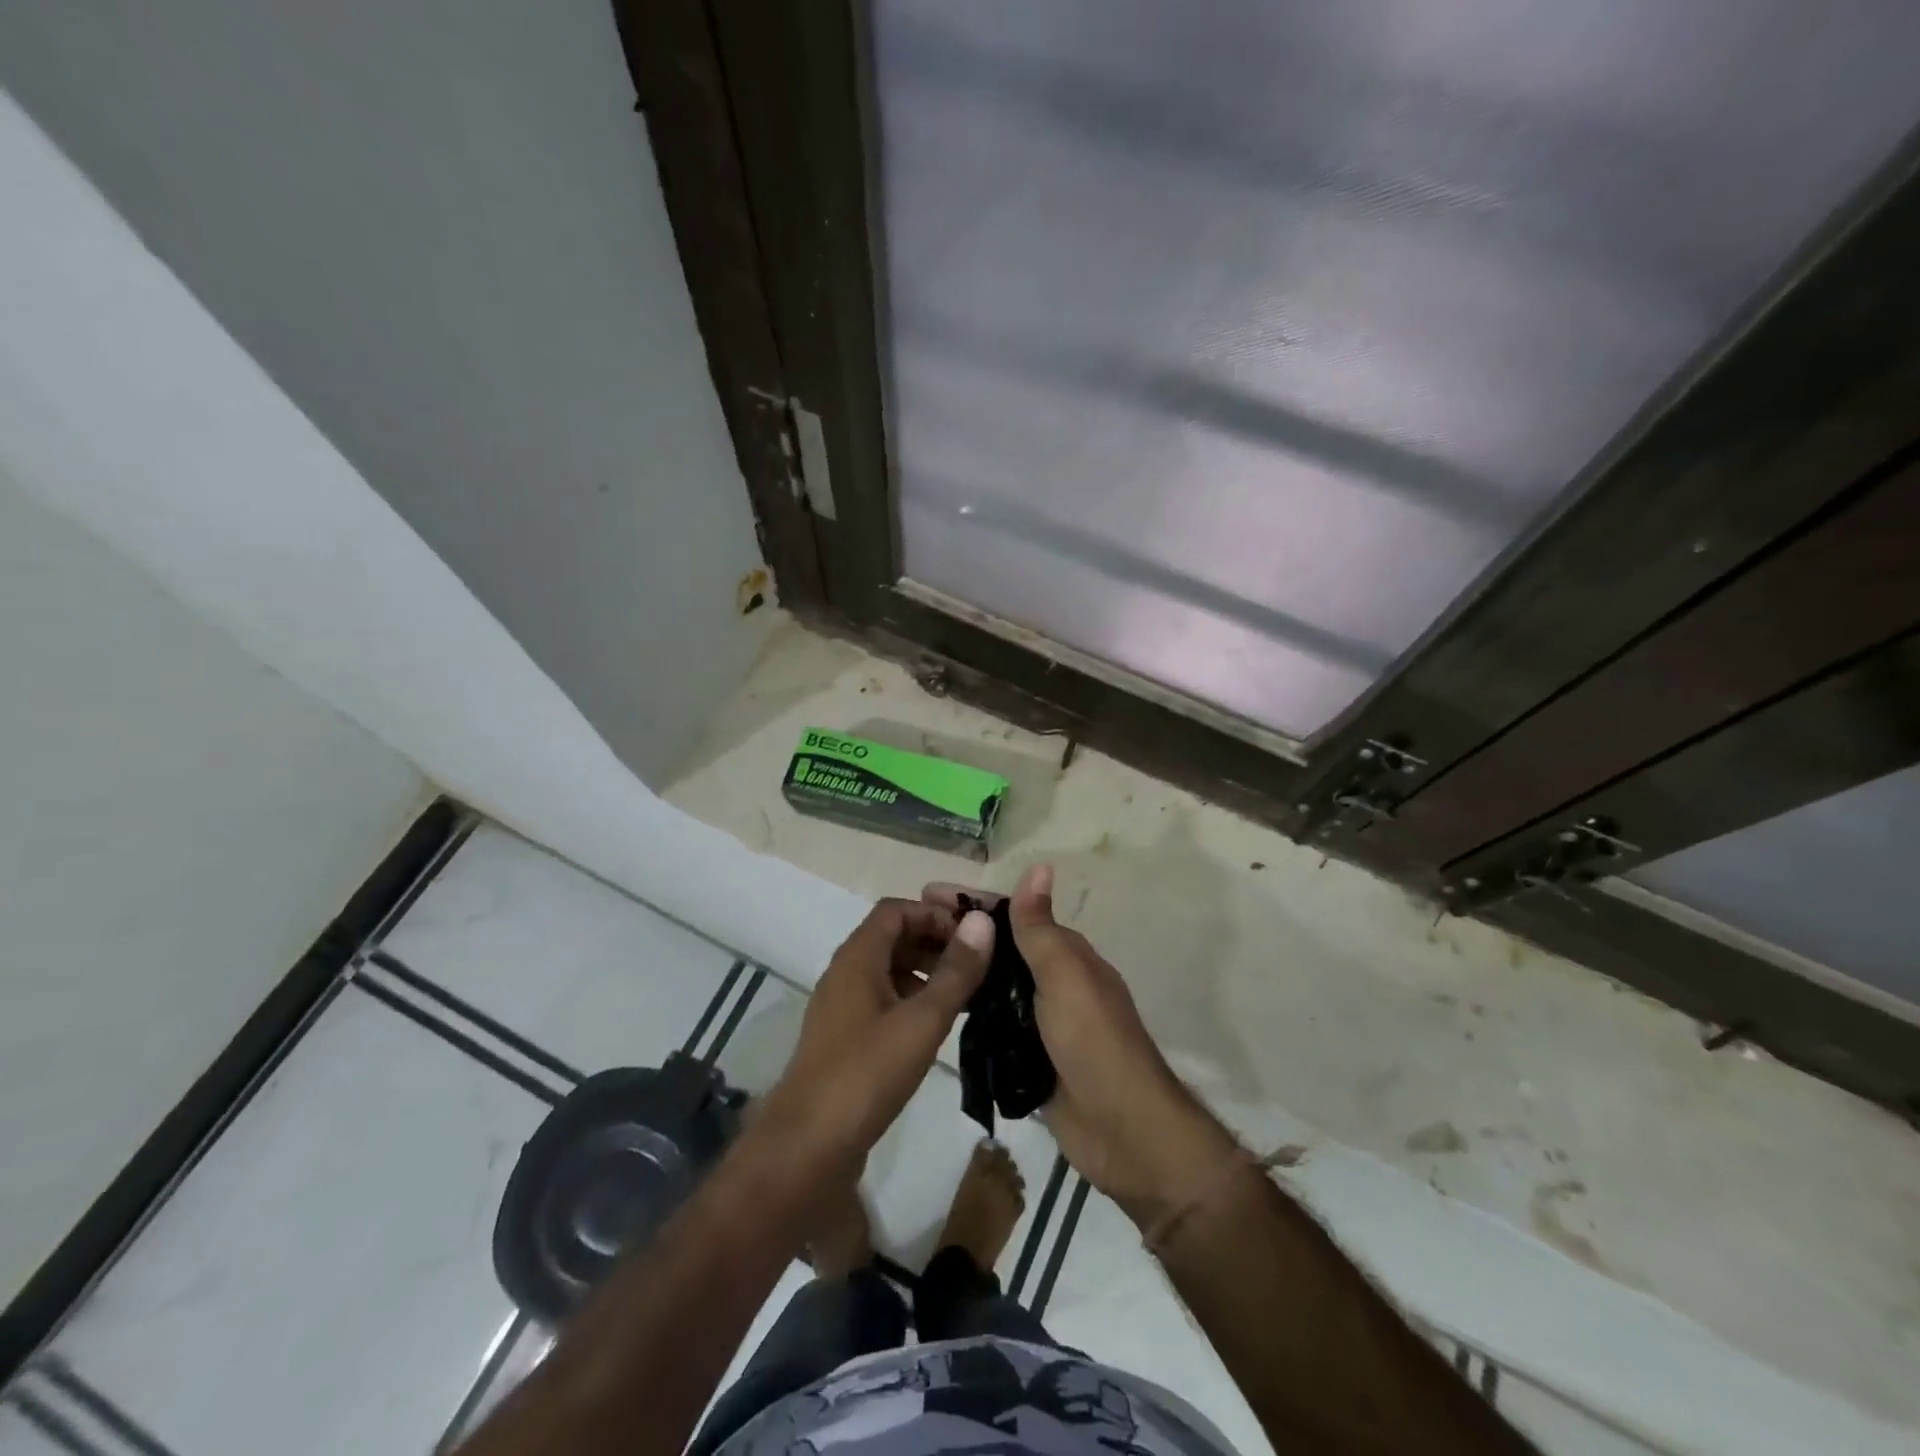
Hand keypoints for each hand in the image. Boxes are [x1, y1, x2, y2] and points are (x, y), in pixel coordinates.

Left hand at [758, 897, 993, 1179]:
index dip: (935, 914)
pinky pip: (882, 1000)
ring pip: (888, 970)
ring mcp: (841, 1007)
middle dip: (935, 942)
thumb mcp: (922, 1020)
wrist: (808, 1146)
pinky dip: (912, 1000)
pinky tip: (937, 1026)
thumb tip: (983, 922)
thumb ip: (955, 971)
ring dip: (926, 972)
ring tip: (966, 994)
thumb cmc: (867, 1074)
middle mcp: (845, 973)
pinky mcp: (844, 1038)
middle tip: (977, 965)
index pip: (896, 910)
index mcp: (857, 957)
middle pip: (892, 937)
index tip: (972, 936)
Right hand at [925, 867, 1239, 1227]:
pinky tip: (936, 1007)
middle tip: (906, 931)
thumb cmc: (1092, 1041)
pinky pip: (994, 1024)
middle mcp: (1053, 981)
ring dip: (962, 970)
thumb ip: (1041, 928)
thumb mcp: (1064, 977)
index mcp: (1066, 955)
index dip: (973, 901)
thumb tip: (1040, 865)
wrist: (1121, 1129)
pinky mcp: (1029, 1056)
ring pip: (995, 985)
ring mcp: (1041, 1020)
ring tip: (910, 964)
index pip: (1013, 915)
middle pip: (1001, 948)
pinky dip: (970, 1011)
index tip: (926, 894)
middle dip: (961, 935)